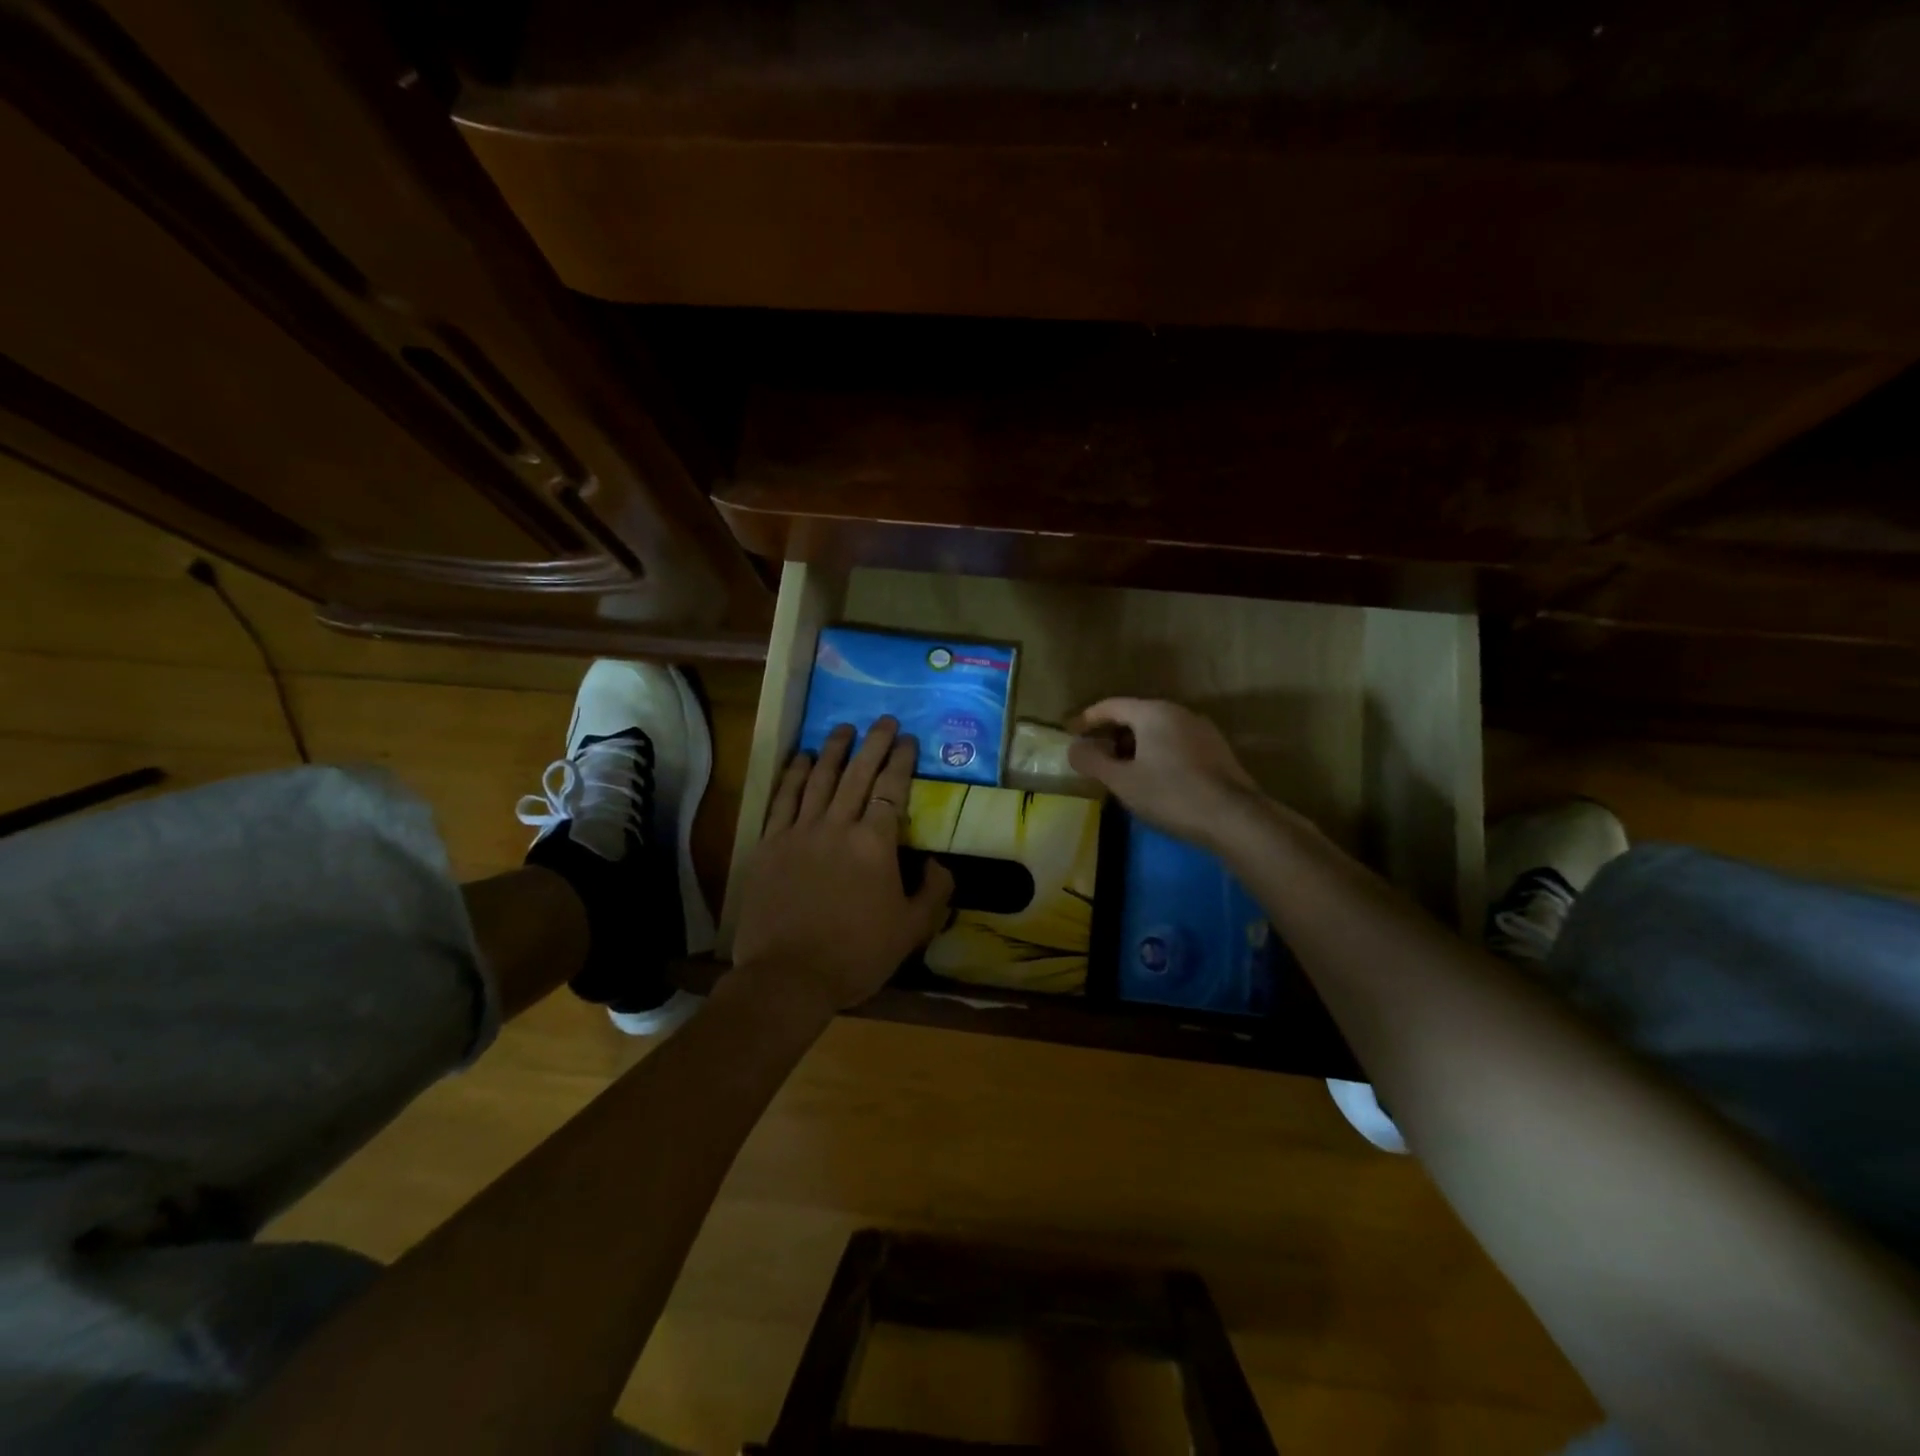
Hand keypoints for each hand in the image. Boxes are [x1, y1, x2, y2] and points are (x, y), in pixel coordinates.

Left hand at [732, 717, 954, 1012]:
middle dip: (874, 743)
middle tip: (884, 720)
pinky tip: (800, 758)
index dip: (901, 761)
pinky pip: (783, 799)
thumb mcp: (912, 930)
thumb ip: (934, 893)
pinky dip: (793, 775)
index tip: (908, 740)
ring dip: (833, 749)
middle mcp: (837, 826)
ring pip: (818, 778)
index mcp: (874, 844)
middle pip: (857, 774)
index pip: (891, 789)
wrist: (788, 977)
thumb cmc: (856, 954)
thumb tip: (940, 864)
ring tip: (843, 728)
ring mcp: (799, 832)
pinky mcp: (770, 845)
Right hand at [1067, 698, 1264, 847]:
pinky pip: (1176, 743)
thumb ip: (1093, 761)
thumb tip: (1074, 748)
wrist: (1234, 818)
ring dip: (1134, 745)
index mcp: (1153, 712)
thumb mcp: (1122, 781)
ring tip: (1120, 769)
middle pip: (1135, 715)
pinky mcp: (1217, 751)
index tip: (1070, 733)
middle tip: (1093, 755)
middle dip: (1111, 734)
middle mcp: (1179, 712)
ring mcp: (1202, 730)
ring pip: (1157, 730)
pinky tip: (1153, 778)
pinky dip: (1156, 753)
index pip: (1111, 706)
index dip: (1087, 719)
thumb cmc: (1170, 794)